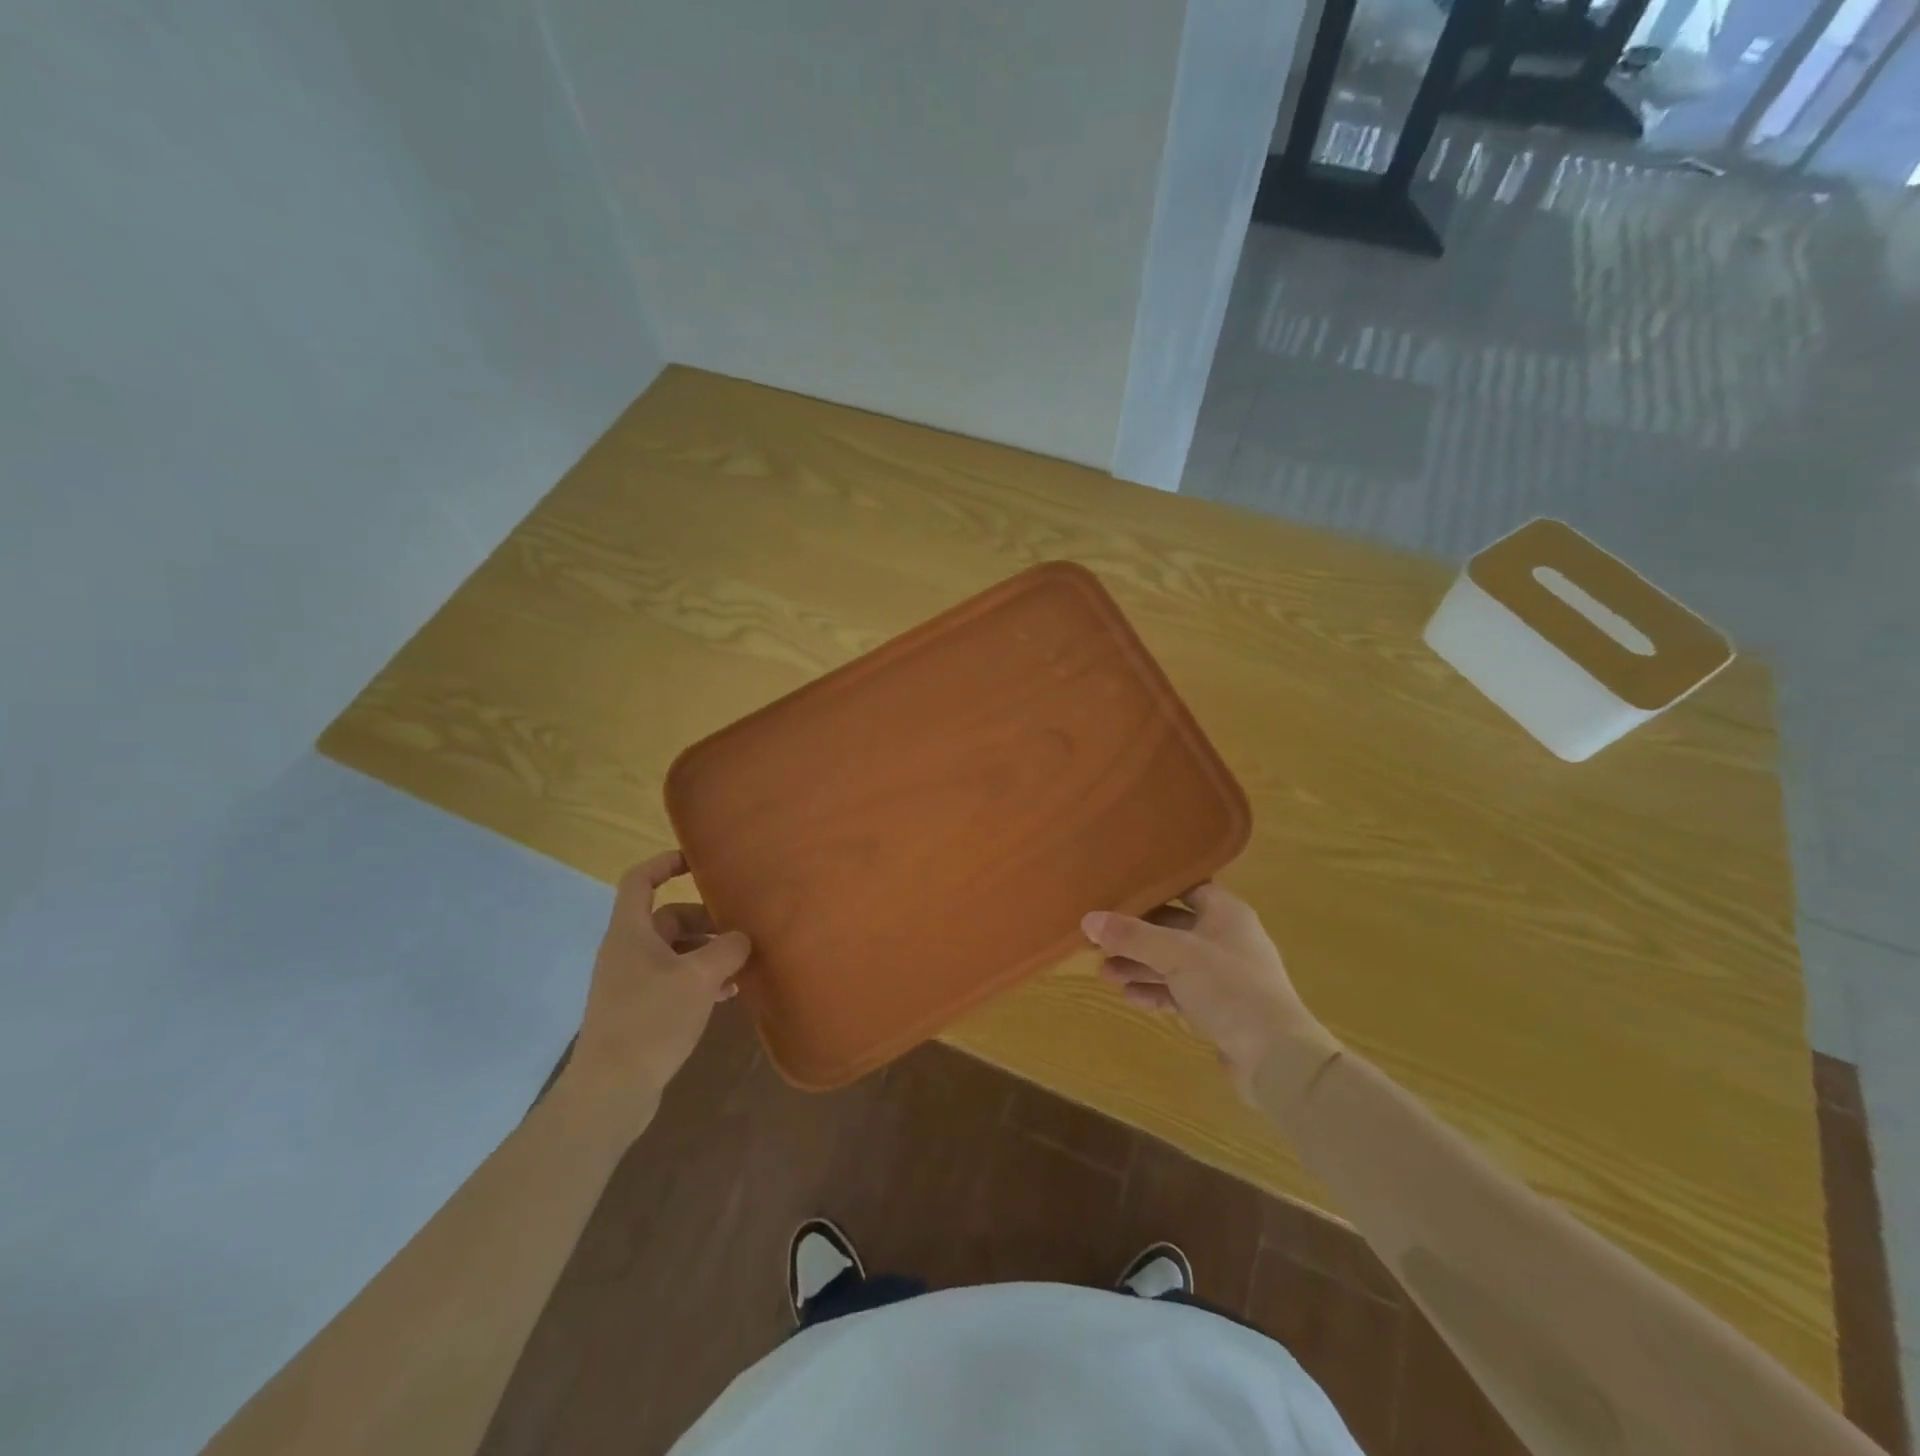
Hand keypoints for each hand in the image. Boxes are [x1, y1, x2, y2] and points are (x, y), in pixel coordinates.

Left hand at [563, 852, 750, 1133]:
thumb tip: (741, 937)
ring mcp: (630, 982)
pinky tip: (727, 995)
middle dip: (704, 920)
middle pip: (667, 918)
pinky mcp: (638, 1011)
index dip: (665, 863)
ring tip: (741, 964)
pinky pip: (673, 980)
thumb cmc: (652, 1020)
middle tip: (739, 928)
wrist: (611, 1090)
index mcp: (631, 932)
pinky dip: (699, 979)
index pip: (640, 880)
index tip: (698, 862)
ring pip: (674, 952)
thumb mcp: (700, 978)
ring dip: (706, 952)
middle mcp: (627, 951)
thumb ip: (726, 949)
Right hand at [1083, 883, 1335, 1101]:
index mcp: (1226, 913)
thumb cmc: (1229, 987)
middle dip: (1136, 936)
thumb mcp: (1175, 954)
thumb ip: (1132, 936)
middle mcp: (1226, 939)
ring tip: (1104, 972)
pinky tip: (1130, 996)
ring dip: (1141, 966)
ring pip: (1173, 963)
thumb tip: (1088, 918)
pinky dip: (1156, 991)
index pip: (1186, 889)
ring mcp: (1224, 976)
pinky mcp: (1219, 1009)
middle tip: (1099, 941)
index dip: (1153, 890)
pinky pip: (1180, 992)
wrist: (1276, 1058)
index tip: (1117, 893)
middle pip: (1173, 929)